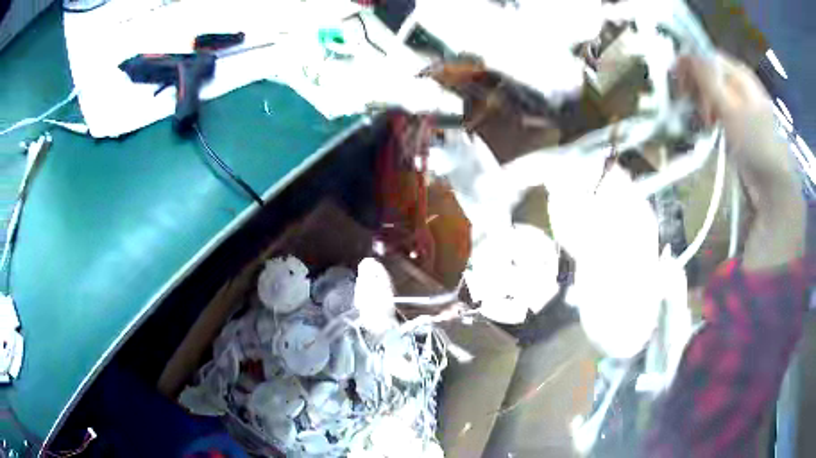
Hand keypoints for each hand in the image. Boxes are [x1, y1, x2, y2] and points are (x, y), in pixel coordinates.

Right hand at [676, 53, 804, 268]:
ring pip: (714, 94)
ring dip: (703, 104)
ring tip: (703, 121)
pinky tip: (710, 129)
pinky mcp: (741, 126)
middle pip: (710, 73)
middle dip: (696, 86)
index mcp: (739, 72)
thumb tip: (683, 54)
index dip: (690, 64)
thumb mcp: (730, 107)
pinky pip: (720, 112)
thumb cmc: (756, 142)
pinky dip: (711, 118)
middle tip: (690, 105)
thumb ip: (707, 79)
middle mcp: (741, 84)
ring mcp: (742, 106)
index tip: (677, 80)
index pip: (707, 55)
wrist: (775, 185)